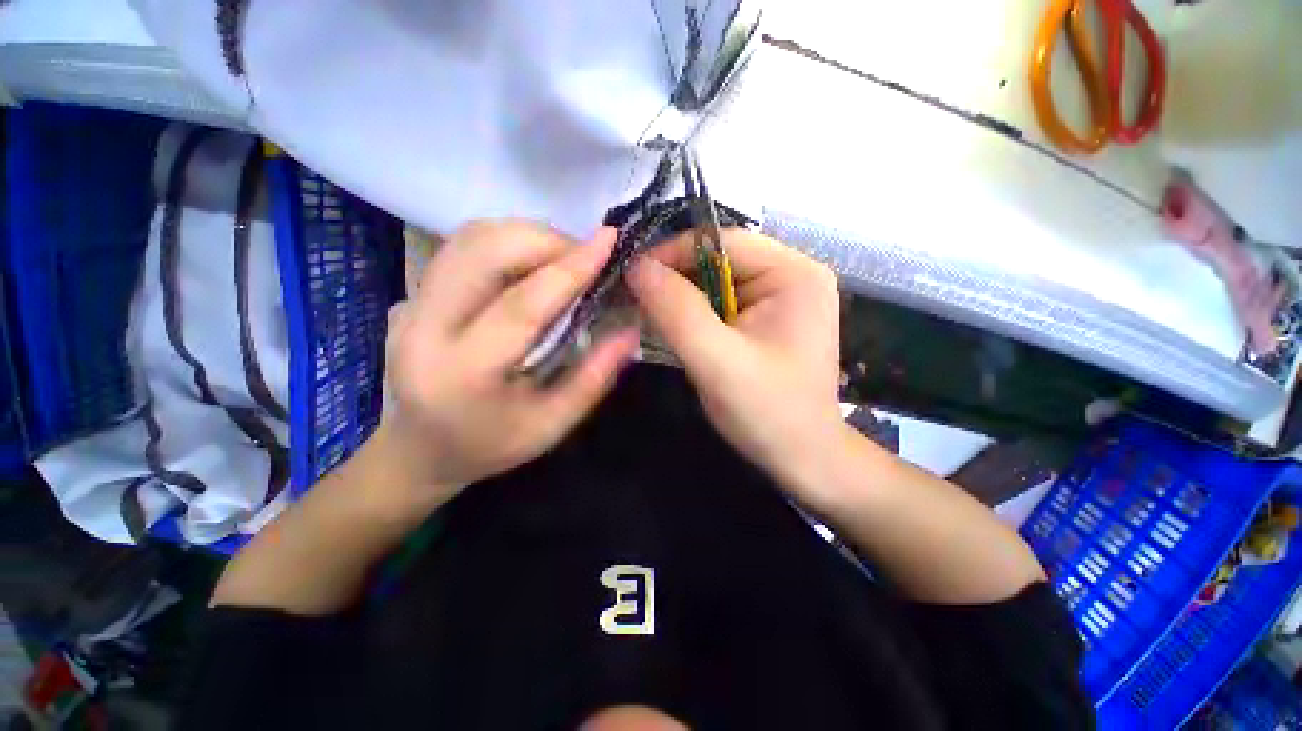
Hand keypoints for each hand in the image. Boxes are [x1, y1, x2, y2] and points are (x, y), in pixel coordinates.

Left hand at [383, 220, 638, 498]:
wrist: (420, 448)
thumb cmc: (490, 444)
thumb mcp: (552, 424)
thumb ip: (594, 377)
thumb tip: (630, 330)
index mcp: (463, 374)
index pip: (521, 306)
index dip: (569, 269)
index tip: (608, 240)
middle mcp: (424, 328)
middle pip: (486, 253)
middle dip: (547, 241)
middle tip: (587, 257)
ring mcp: (411, 304)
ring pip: (471, 239)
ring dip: (528, 236)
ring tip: (564, 258)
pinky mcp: (412, 292)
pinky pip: (463, 246)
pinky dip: (508, 241)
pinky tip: (533, 262)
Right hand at [626, 229, 845, 494]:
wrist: (803, 458)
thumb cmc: (768, 412)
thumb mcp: (717, 362)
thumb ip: (677, 311)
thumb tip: (638, 267)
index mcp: (794, 275)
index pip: (724, 242)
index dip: (674, 252)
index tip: (633, 274)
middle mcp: (791, 277)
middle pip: (720, 262)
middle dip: (677, 280)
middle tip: (635, 299)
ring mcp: (781, 299)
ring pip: (717, 284)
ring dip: (682, 300)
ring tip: (649, 316)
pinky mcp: (767, 321)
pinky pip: (722, 306)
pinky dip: (694, 316)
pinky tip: (675, 331)